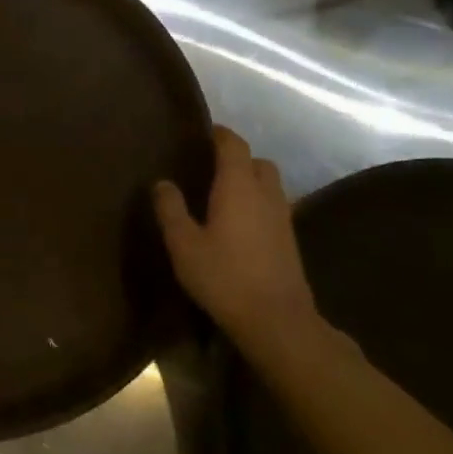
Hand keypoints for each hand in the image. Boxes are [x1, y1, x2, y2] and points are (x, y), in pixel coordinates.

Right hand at [153, 126, 323, 361]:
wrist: (277, 321)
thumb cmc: (224, 277)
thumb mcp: (184, 244)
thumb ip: (171, 210)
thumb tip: (162, 182)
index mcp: (238, 186)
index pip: (233, 145)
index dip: (220, 134)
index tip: (203, 132)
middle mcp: (265, 194)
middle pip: (257, 162)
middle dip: (238, 158)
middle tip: (211, 166)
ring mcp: (283, 217)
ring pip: (270, 184)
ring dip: (251, 181)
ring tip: (224, 194)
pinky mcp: (290, 240)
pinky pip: (273, 206)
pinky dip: (258, 204)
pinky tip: (239, 224)